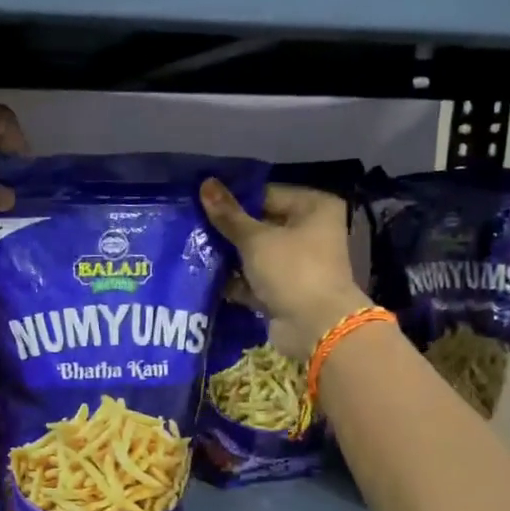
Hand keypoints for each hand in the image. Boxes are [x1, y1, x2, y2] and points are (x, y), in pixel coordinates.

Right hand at [200, 180, 371, 360]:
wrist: (316, 327)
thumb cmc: (292, 270)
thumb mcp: (256, 239)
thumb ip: (228, 215)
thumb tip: (205, 183)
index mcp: (314, 208)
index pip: (267, 194)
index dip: (235, 199)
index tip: (202, 203)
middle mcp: (310, 232)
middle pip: (262, 224)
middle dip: (229, 230)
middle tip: (193, 226)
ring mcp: (299, 264)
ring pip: (257, 254)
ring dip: (230, 256)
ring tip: (194, 249)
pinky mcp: (286, 291)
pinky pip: (256, 280)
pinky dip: (236, 280)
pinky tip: (205, 277)